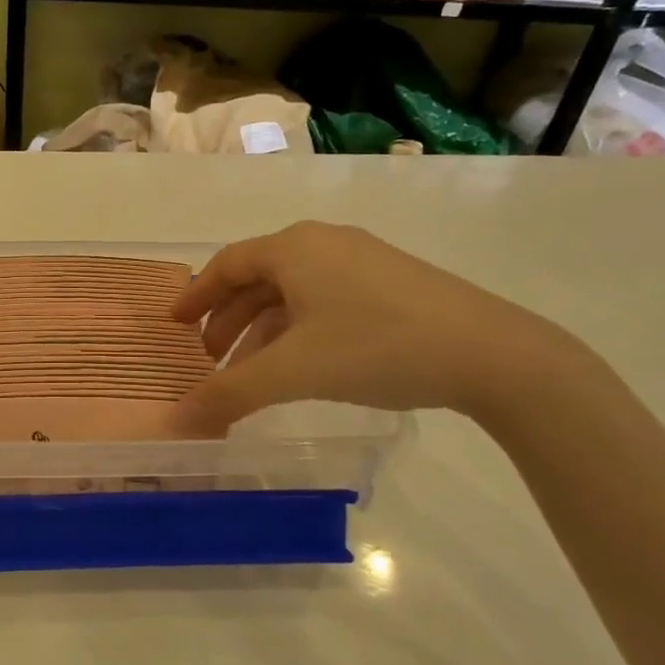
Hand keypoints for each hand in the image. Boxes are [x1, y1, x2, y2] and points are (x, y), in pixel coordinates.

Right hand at [168, 221, 569, 432]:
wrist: (491, 353)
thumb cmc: (376, 347)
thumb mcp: (293, 372)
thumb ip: (230, 393)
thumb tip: (177, 420)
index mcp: (294, 249)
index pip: (227, 264)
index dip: (195, 295)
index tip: (173, 325)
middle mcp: (323, 244)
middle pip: (257, 278)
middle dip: (226, 319)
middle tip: (207, 358)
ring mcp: (361, 261)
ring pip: (292, 293)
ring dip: (261, 330)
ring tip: (249, 373)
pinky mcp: (390, 284)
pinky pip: (323, 301)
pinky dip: (297, 331)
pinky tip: (300, 366)